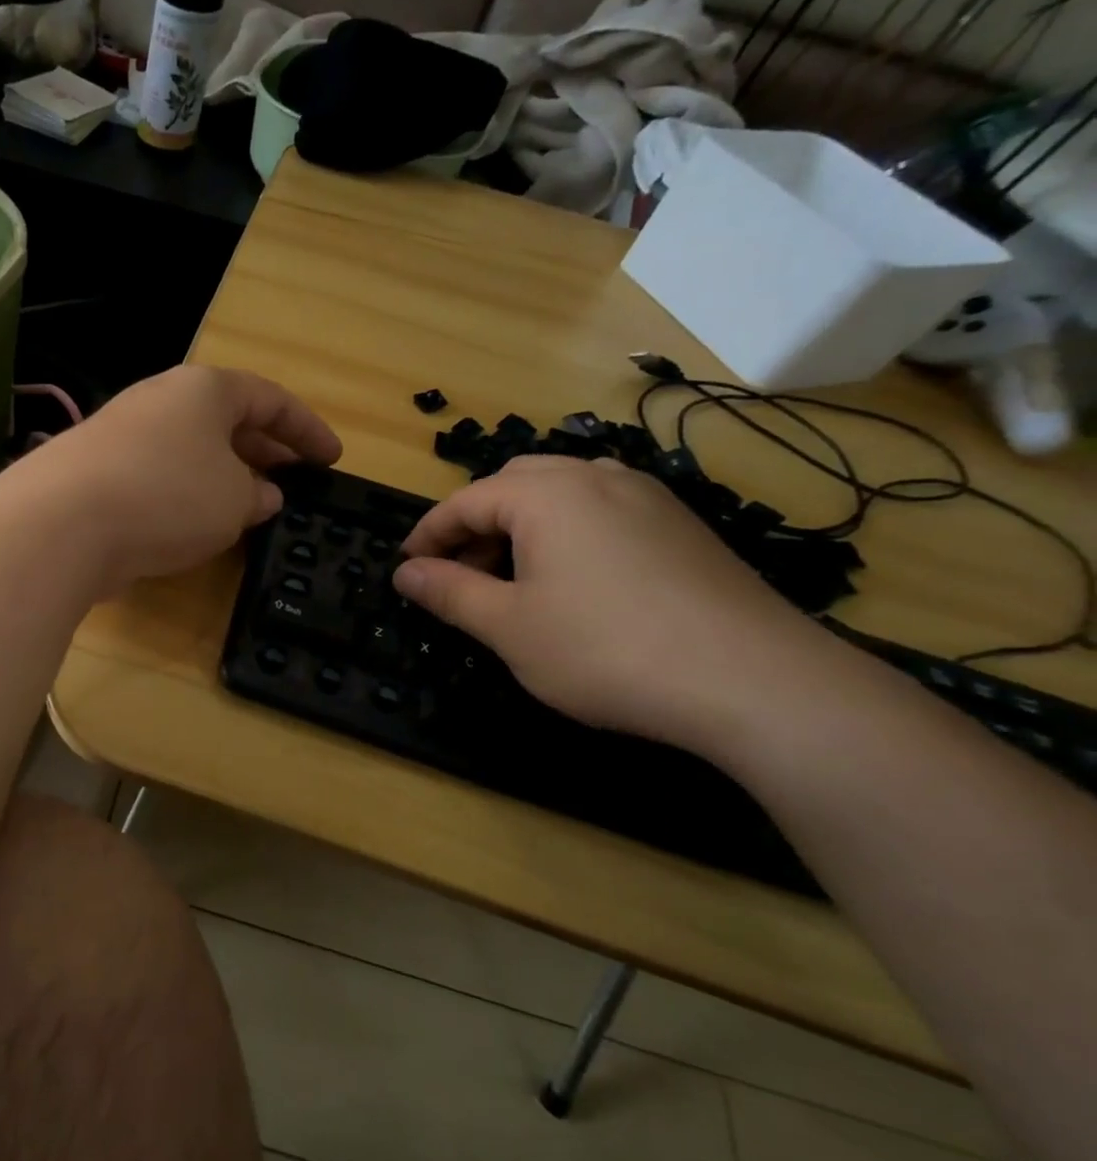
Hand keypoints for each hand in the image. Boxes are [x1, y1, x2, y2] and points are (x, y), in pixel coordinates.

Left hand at [28, 366, 340, 591]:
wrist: (62, 523)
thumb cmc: (169, 495)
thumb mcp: (234, 500)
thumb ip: (257, 496)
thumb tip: (262, 495)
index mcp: (203, 390)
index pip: (269, 399)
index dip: (306, 430)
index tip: (332, 459)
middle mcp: (161, 402)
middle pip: (226, 422)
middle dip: (264, 452)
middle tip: (293, 483)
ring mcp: (123, 436)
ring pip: (190, 452)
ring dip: (224, 478)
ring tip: (249, 510)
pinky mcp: (97, 474)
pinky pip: (159, 478)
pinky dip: (186, 497)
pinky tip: (195, 528)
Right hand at [392, 456, 838, 751]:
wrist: (755, 681)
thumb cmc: (606, 649)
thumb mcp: (509, 627)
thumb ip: (450, 593)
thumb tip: (406, 573)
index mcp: (546, 494)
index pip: (464, 501)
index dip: (427, 535)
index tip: (407, 570)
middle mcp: (596, 478)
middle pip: (513, 484)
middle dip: (475, 524)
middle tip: (459, 573)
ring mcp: (648, 498)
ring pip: (563, 492)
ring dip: (522, 525)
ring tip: (514, 578)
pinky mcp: (681, 526)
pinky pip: (604, 510)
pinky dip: (568, 533)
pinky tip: (575, 582)